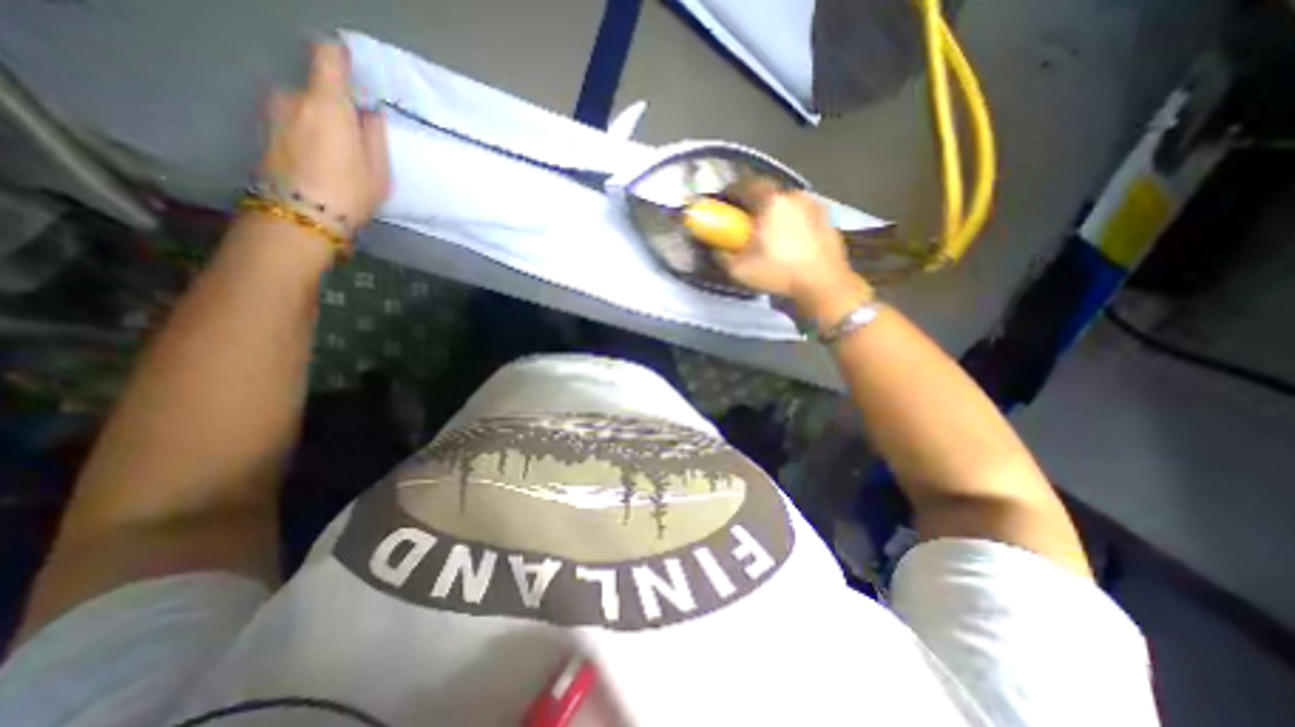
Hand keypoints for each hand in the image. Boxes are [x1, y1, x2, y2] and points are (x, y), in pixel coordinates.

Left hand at [260, 41, 387, 230]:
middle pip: (318, 90)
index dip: (341, 57)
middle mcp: (292, 97)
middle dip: (336, 108)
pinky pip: (292, 121)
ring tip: (337, 156)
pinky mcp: (263, 131)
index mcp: (327, 104)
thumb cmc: (349, 193)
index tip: (354, 69)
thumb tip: (369, 114)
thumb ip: (375, 135)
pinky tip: (318, 161)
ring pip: (303, 107)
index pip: (327, 57)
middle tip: (355, 140)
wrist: (300, 217)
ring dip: (320, 122)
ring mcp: (272, 113)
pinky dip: (305, 133)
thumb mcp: (379, 170)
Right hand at [712, 179, 875, 313]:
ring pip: (786, 202)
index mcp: (771, 201)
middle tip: (745, 220)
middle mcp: (793, 195)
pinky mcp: (827, 218)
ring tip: (770, 232)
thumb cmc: (778, 272)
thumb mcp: (739, 269)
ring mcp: (814, 204)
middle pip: (767, 191)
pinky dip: (792, 221)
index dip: (732, 192)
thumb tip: (719, 248)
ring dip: (775, 212)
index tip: (725, 205)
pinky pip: (802, 213)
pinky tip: (791, 240)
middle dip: (754, 203)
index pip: (745, 184)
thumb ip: (723, 254)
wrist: (823, 284)